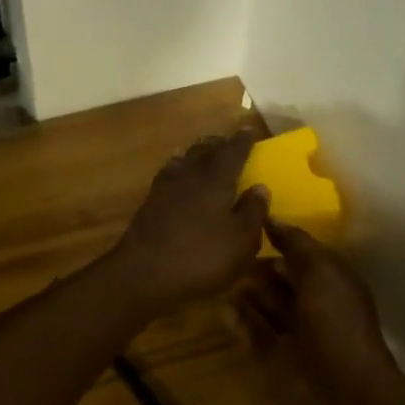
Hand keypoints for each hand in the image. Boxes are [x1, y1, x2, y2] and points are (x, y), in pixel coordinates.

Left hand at [109, 130, 271, 314]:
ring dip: (196, 154)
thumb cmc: (201, 257)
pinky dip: (179, 170)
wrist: (144, 275)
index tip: (249, 130)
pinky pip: (169, 175)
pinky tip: (180, 179)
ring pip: (184, 160)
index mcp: (216, 179)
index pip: (232, 151)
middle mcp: (189, 174)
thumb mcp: (241, 241)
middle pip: (204, 150)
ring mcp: (165, 187)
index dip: (242, 141)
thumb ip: (253, 212)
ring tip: (205, 155)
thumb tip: (260, 187)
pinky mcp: (149, 203)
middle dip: (218, 144)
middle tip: (229, 142)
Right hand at [229, 221, 398, 404]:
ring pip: (265, 306)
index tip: (245, 225)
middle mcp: (314, 305)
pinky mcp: (275, 360)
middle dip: (258, 269)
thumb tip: (272, 217)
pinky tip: (224, 312)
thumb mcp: (321, 272)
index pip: (302, 254)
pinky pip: (253, 334)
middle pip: (280, 280)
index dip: (278, 240)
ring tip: (220, 281)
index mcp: (332, 282)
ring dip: (246, 294)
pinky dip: (239, 323)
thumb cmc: (335, 324)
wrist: (342, 394)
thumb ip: (296, 243)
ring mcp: (294, 334)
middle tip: (228, 257)